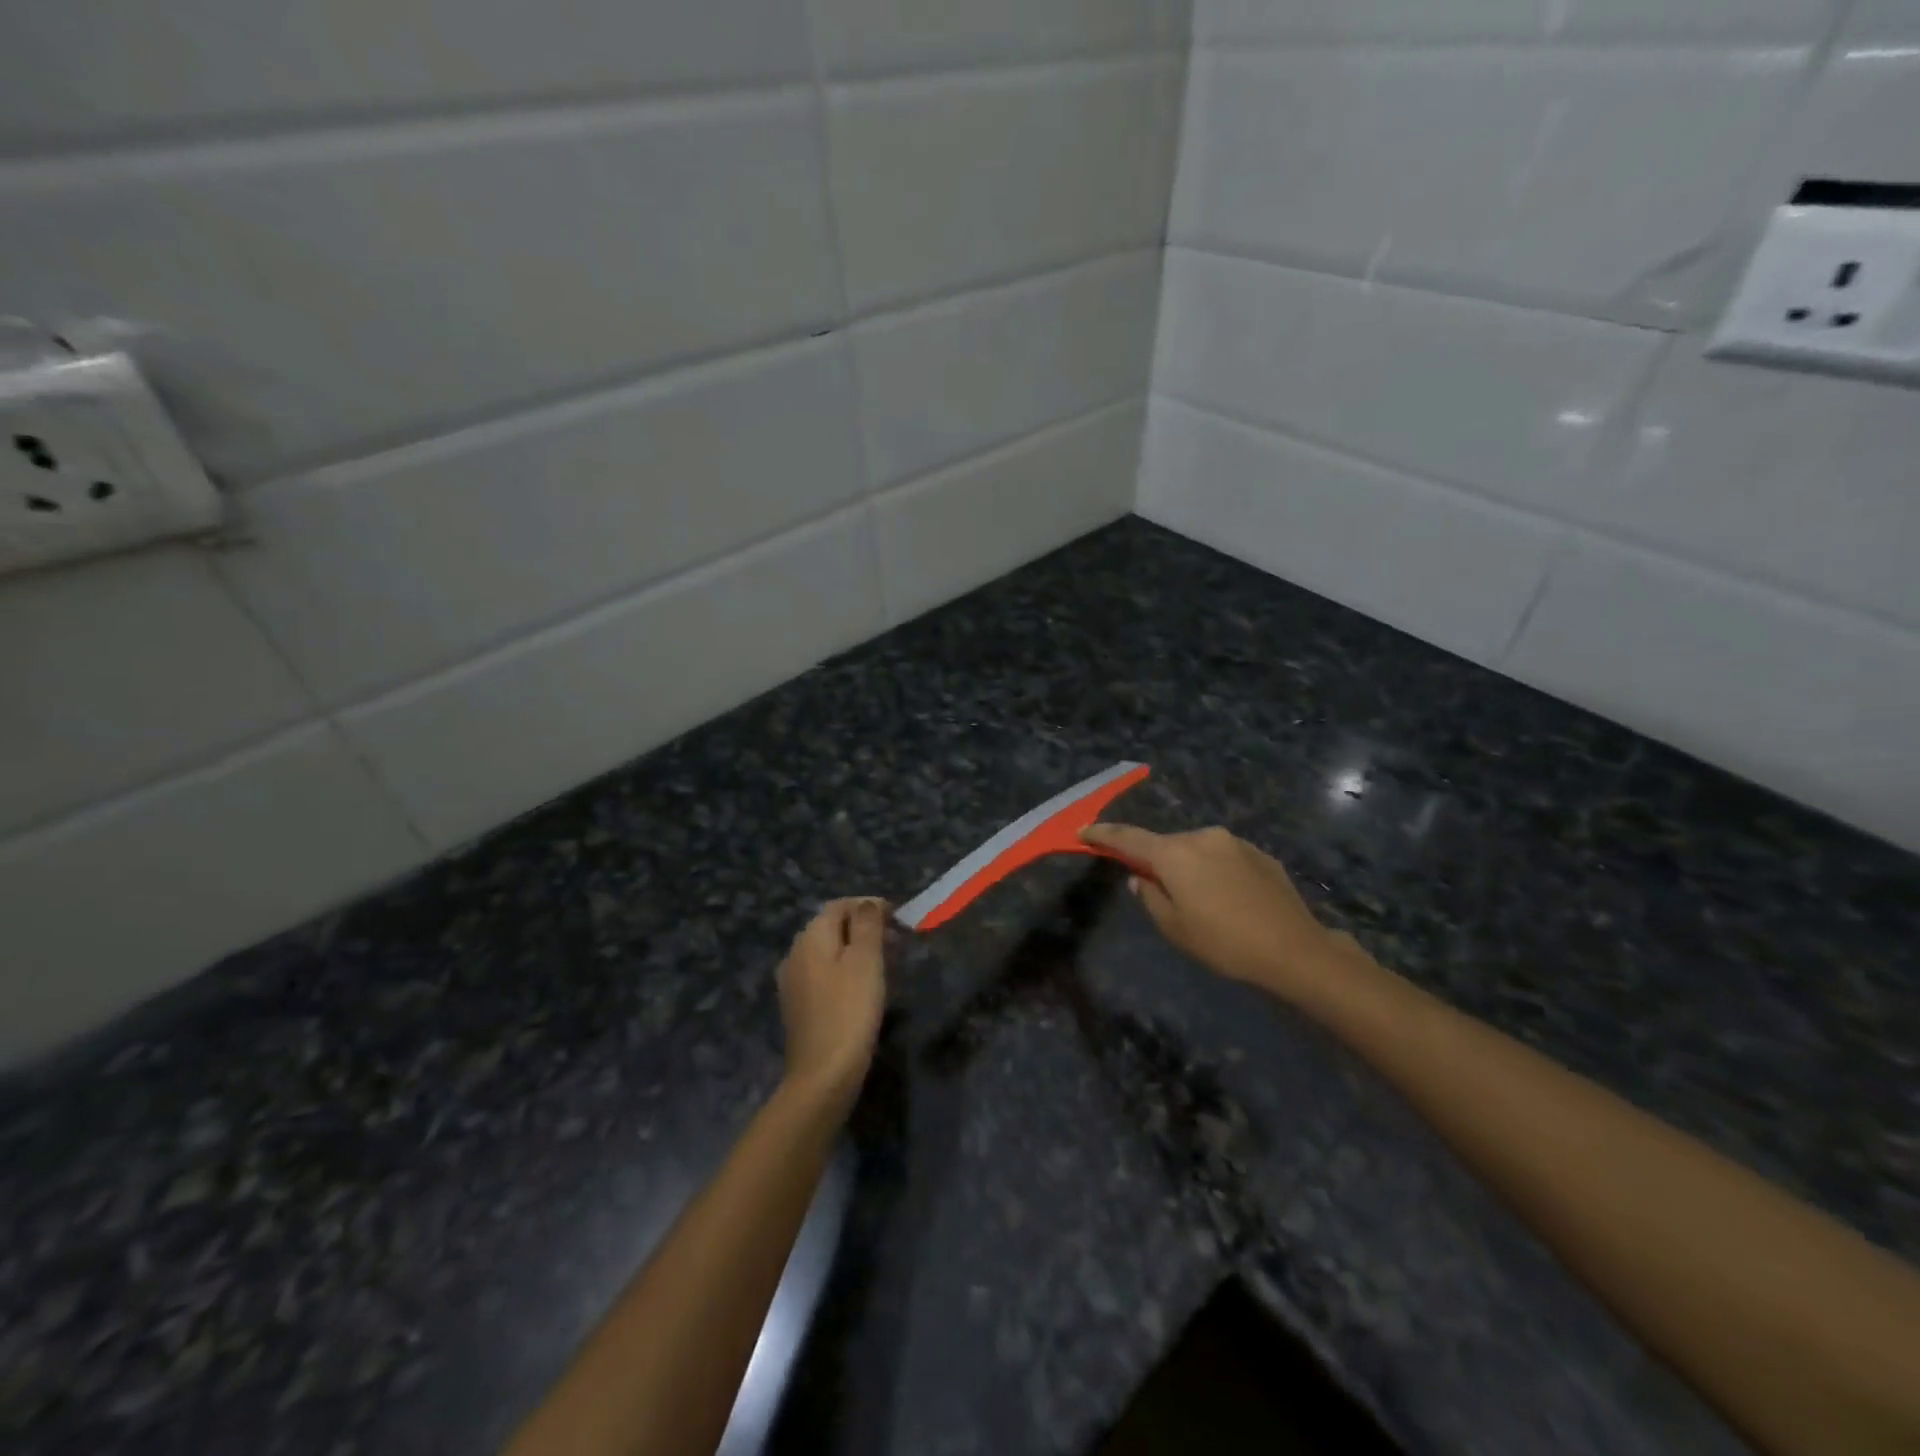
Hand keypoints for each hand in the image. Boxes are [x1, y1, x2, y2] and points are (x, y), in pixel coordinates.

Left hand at [777, 898, 888, 1111]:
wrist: (823, 1074)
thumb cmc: (850, 1010)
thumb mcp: (866, 960)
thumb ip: (867, 924)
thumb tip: (868, 903)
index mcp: (810, 937)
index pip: (839, 905)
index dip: (869, 905)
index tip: (898, 918)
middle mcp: (795, 953)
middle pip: (831, 926)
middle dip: (864, 927)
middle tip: (897, 941)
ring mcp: (793, 982)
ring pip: (828, 951)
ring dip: (856, 949)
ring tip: (886, 963)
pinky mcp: (798, 1006)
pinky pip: (824, 974)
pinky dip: (845, 970)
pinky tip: (863, 988)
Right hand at [1082, 823, 1344, 1002]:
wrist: (1294, 949)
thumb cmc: (1224, 943)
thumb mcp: (1175, 928)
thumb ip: (1150, 897)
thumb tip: (1140, 878)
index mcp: (1174, 854)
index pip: (1129, 838)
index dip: (1103, 834)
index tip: (1084, 831)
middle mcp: (1201, 837)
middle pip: (1166, 845)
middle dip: (1156, 861)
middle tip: (1157, 890)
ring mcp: (1234, 842)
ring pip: (1196, 850)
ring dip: (1189, 867)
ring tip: (1200, 901)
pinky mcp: (1259, 853)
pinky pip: (1223, 856)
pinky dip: (1215, 871)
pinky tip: (1228, 899)